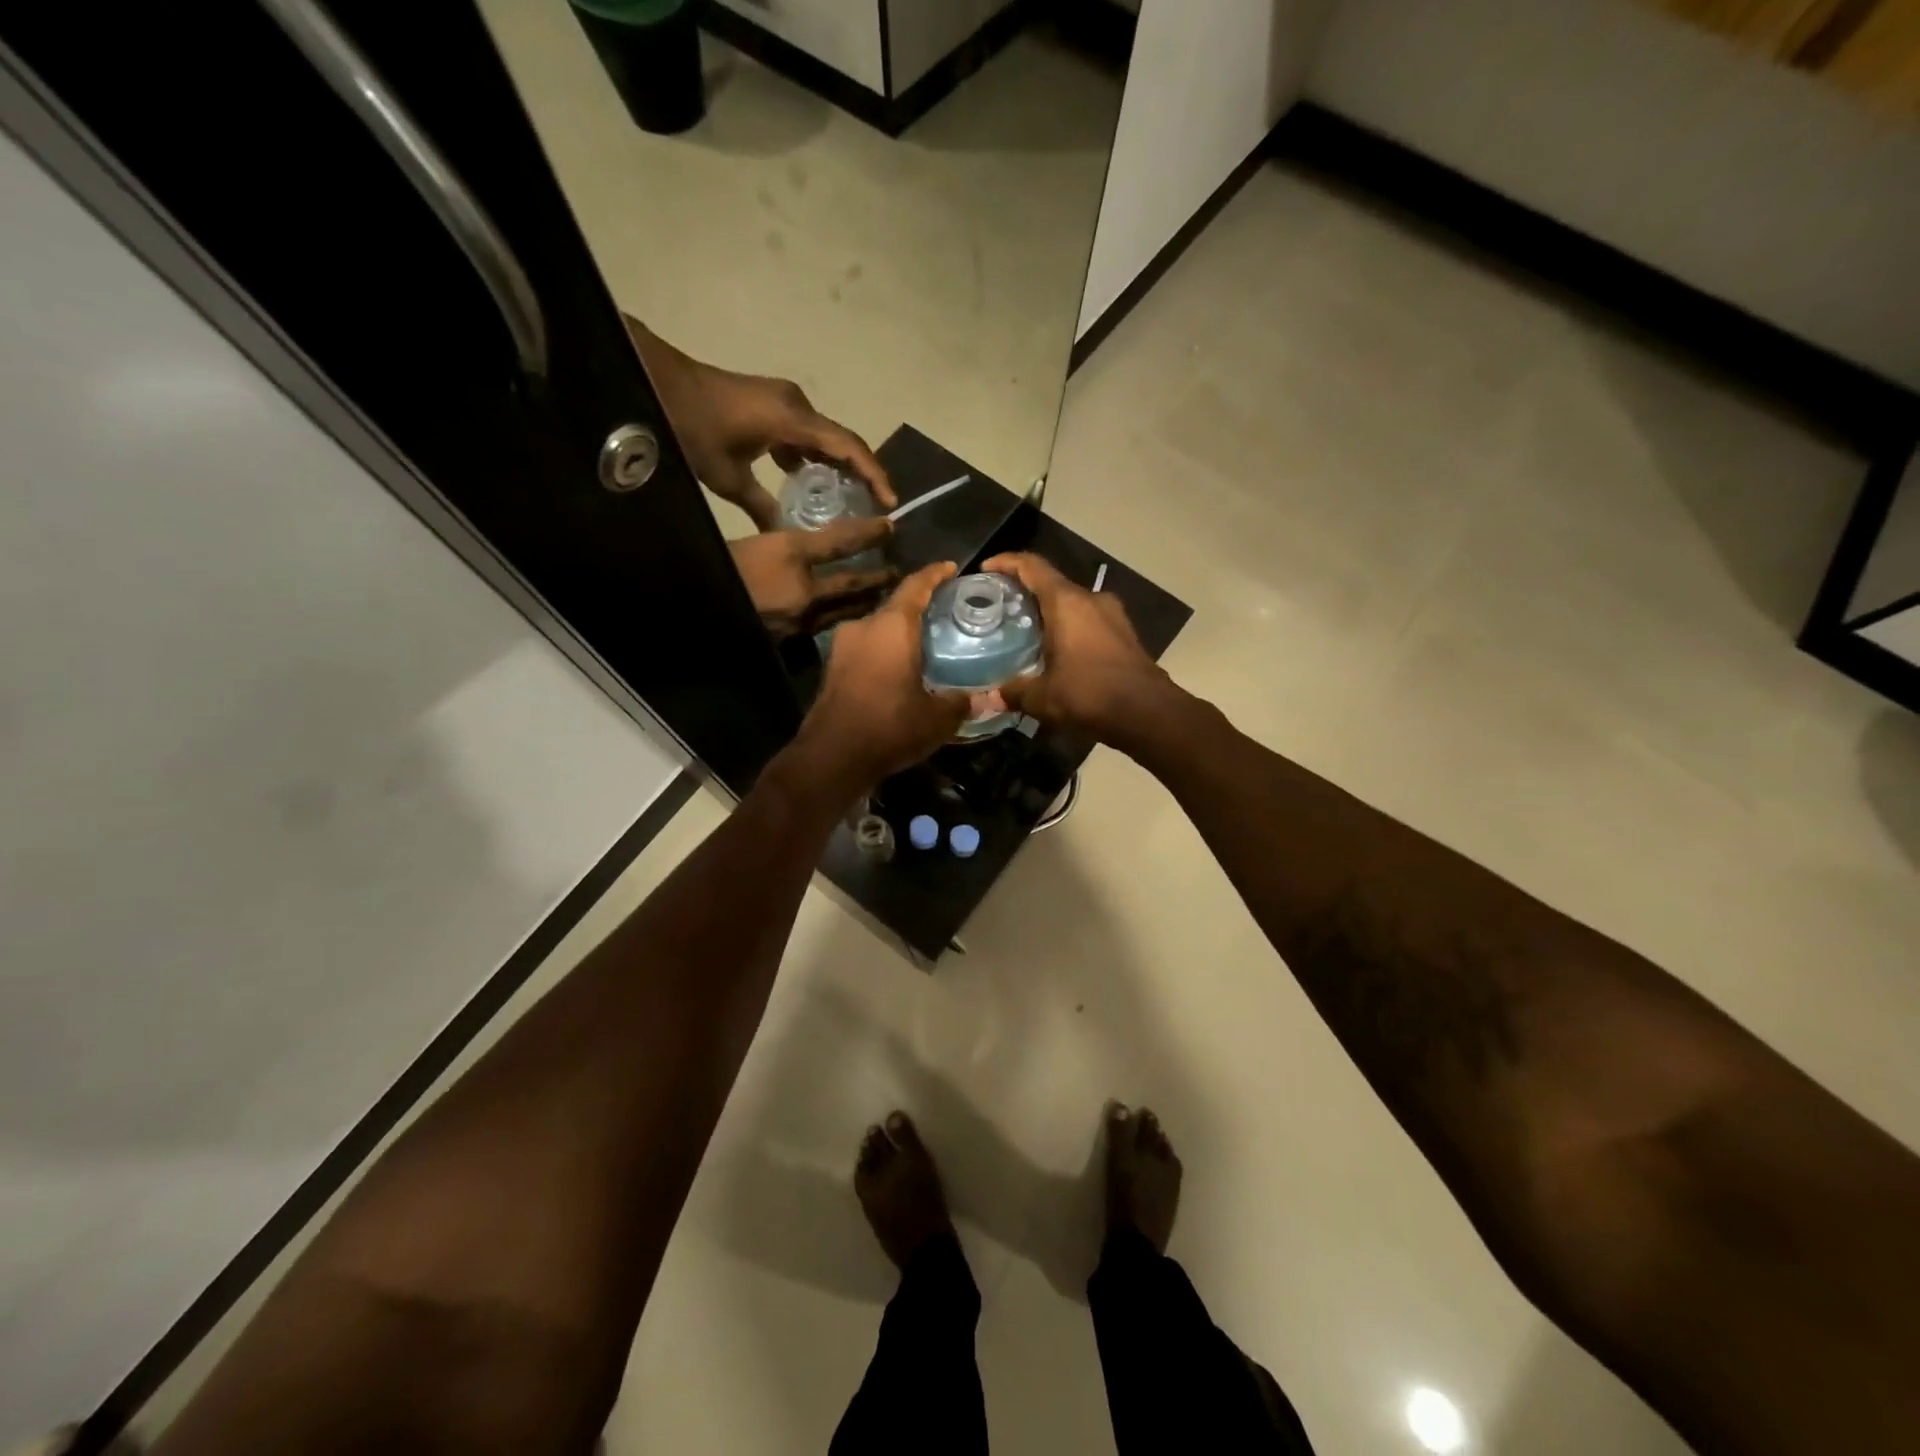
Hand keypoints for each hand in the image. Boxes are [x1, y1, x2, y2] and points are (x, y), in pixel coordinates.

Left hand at [625, 316, 893, 531]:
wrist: (658, 382)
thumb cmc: (694, 428)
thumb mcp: (728, 476)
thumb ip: (761, 506)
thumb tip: (784, 535)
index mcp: (793, 420)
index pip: (848, 448)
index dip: (874, 475)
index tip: (890, 502)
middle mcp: (797, 405)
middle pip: (843, 441)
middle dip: (863, 473)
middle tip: (876, 506)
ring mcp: (785, 401)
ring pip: (825, 437)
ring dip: (838, 465)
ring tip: (849, 499)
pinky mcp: (772, 404)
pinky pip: (806, 432)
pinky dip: (814, 457)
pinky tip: (808, 482)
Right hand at [730, 518, 896, 639]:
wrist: (691, 604)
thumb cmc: (721, 564)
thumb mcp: (756, 543)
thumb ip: (792, 545)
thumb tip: (823, 546)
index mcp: (791, 558)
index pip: (840, 542)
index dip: (867, 533)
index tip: (890, 526)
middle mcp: (803, 594)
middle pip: (851, 585)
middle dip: (876, 579)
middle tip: (898, 574)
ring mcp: (798, 622)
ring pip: (841, 611)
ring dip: (862, 603)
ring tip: (877, 597)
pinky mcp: (790, 641)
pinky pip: (822, 628)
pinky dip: (838, 620)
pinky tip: (843, 619)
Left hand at [793, 562, 969, 792]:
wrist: (832, 758)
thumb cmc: (889, 727)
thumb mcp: (937, 718)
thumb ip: (961, 702)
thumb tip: (985, 699)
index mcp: (891, 627)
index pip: (915, 585)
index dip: (935, 574)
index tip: (951, 568)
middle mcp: (864, 627)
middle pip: (896, 606)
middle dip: (920, 608)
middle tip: (947, 614)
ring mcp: (842, 647)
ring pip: (879, 629)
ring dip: (901, 632)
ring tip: (927, 642)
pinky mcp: (833, 669)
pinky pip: (866, 648)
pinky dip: (885, 650)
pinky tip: (902, 667)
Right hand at [983, 552, 1174, 744]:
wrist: (1148, 712)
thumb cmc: (1090, 694)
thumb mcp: (1043, 697)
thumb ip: (1014, 692)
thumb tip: (990, 697)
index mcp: (1067, 602)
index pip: (1032, 566)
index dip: (1006, 562)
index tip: (986, 569)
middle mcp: (1091, 599)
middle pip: (1052, 583)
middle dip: (1025, 591)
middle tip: (1001, 608)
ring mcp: (1112, 614)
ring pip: (1072, 602)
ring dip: (1049, 611)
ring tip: (1026, 631)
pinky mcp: (1124, 633)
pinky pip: (1088, 619)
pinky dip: (1068, 626)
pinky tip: (1056, 650)